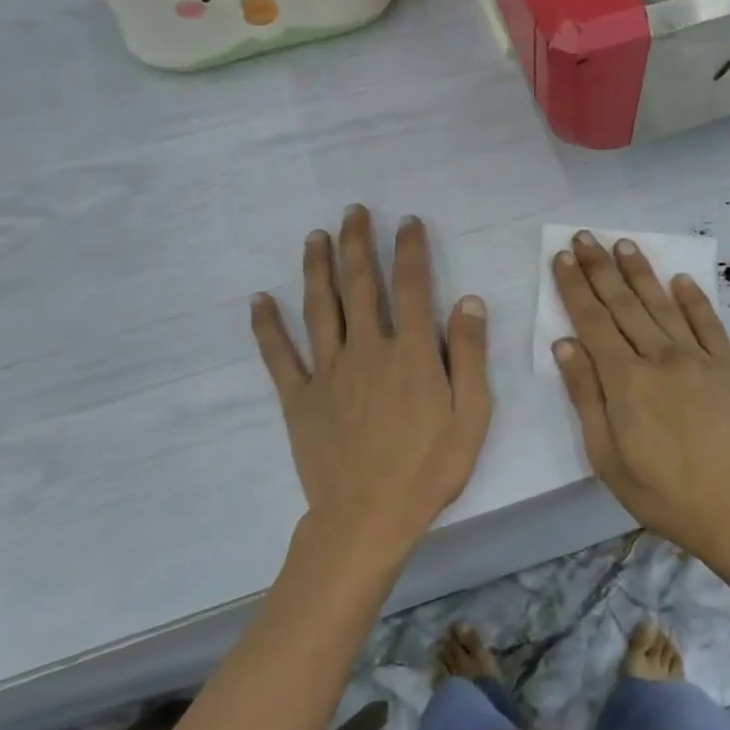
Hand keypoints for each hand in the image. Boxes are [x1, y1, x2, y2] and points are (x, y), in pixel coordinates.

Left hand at [251, 207, 491, 569]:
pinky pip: (279, 355)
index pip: (412, 287)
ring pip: (319, 308)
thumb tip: (468, 301)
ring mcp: (328, 372)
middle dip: (358, 244)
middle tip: (353, 211)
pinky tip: (258, 300)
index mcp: (411, 353)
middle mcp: (366, 350)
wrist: (367, 518)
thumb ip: (469, 356)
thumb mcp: (471, 417)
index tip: (407, 221)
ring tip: (315, 236)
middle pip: (360, 285)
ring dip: (316, 268)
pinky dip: (267, 326)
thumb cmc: (428, 470)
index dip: (410, 249)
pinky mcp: (299, 398)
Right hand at [552, 232, 729, 568]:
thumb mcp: (606, 456)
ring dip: (641, 272)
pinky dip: (693, 299)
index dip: (574, 287)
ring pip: (662, 305)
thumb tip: (564, 345)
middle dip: (601, 267)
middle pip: (624, 304)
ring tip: (624, 244)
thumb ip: (585, 396)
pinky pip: (709, 324)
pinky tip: (680, 279)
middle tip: (586, 235)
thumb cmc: (662, 493)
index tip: (562, 258)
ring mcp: (700, 359)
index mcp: (626, 381)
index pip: (592, 321)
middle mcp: (661, 358)